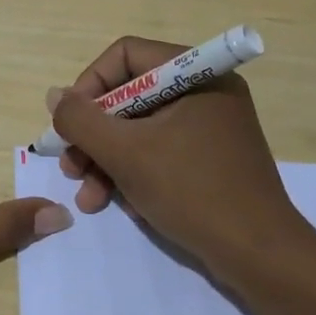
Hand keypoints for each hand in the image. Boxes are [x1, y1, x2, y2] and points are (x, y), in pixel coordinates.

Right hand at [50, 36, 301, 281]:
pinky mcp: (210, 159)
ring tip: (87, 196)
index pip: (126, 56)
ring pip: (140, 128)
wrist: (261, 258)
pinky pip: (159, 151)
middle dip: (94, 134)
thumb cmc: (193, 191)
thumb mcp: (126, 153)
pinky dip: (133, 173)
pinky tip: (116, 204)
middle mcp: (204, 91)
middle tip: (71, 167)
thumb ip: (81, 120)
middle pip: (129, 96)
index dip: (90, 85)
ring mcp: (209, 127)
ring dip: (106, 160)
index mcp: (195, 74)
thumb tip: (54, 95)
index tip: (70, 123)